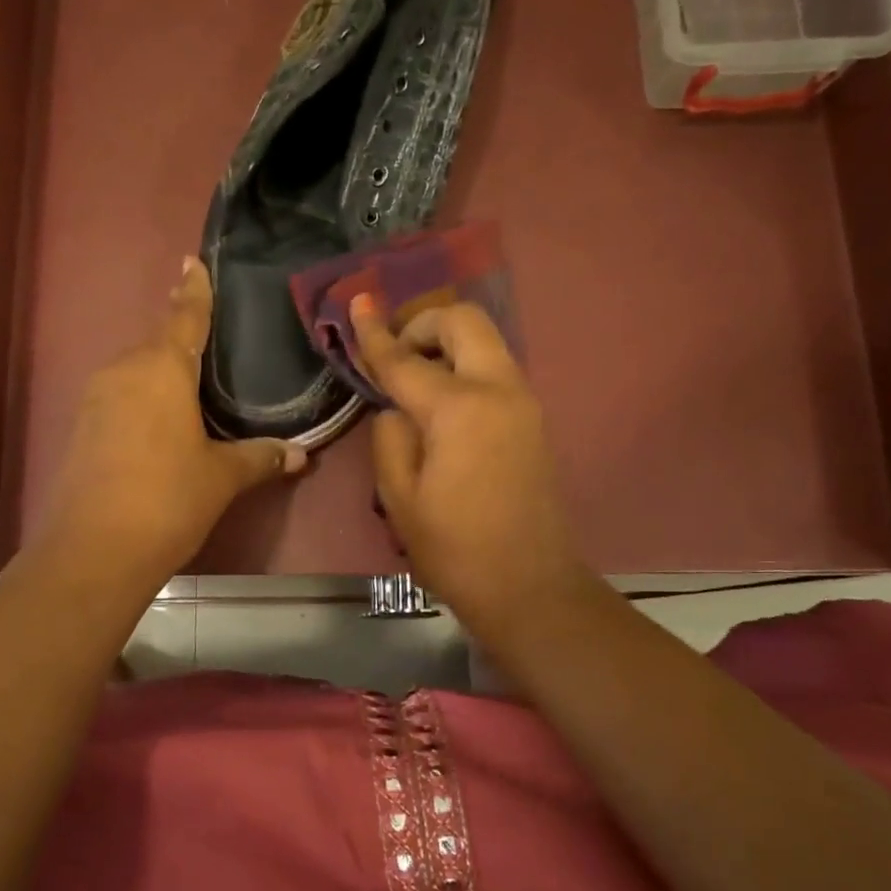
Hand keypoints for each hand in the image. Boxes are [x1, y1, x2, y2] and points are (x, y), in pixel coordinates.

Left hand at [40, 258, 306, 588]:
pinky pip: (120, 399)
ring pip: (136, 373)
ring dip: (161, 376)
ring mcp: (96, 398)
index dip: (193, 290)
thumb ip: (260, 458)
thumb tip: (300, 455)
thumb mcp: (222, 477)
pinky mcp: (81, 428)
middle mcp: (124, 371)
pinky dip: (142, 402)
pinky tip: (158, 426)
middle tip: (210, 344)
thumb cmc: (168, 498)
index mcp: (162, 368)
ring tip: (189, 392)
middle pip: (158, 344)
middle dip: (181, 341)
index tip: (191, 260)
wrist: (94, 549)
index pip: (184, 317)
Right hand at [352, 295, 590, 638]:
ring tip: (413, 378)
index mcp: (459, 410)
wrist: (529, 586)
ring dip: (446, 344)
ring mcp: (523, 402)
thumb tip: (396, 408)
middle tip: (394, 354)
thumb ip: (390, 437)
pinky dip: (464, 366)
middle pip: (464, 322)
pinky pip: (495, 369)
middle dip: (423, 323)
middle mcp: (498, 390)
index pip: (406, 360)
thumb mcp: (399, 497)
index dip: (374, 333)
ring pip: (485, 341)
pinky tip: (441, 402)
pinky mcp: (533, 419)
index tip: (357, 303)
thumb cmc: (454, 549)